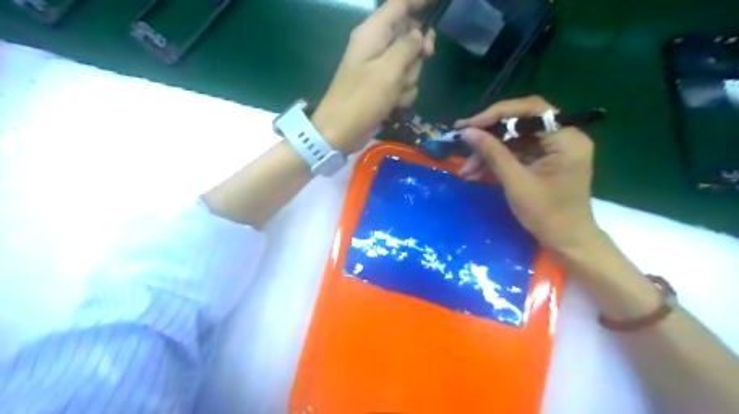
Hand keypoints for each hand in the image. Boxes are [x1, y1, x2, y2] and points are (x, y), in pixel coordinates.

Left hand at [310, 0, 434, 153]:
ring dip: (408, 80)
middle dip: (417, 54)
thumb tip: (419, 34)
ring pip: (410, 65)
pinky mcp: (382, 87)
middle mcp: (376, 46)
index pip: (400, 5)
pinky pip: (403, 84)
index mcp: (373, 33)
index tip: (440, 2)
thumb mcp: (388, 70)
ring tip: (394, 93)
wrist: (341, 131)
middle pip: (410, 37)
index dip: (420, 2)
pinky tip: (393, 104)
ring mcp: (380, 69)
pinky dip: (402, 95)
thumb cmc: (362, 98)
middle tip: (425, 57)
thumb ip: (408, 47)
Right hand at [458, 95, 606, 252]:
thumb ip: (493, 153)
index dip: (495, 115)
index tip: (467, 125)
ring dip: (489, 154)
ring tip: (466, 171)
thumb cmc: (547, 214)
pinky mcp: (544, 160)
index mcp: (566, 138)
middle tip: (463, 145)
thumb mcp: (516, 182)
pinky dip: (497, 162)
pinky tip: (476, 173)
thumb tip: (467, 132)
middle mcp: (563, 136)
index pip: (529, 111)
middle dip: (489, 138)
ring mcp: (554, 149)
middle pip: (519, 124)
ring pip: (514, 140)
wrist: (566, 241)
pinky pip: (516, 153)